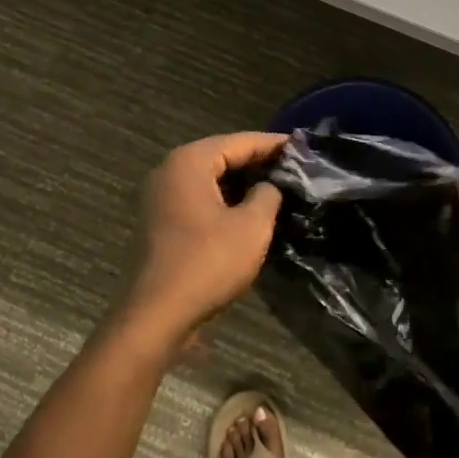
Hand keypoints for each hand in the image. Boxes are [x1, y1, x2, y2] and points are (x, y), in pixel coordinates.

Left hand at [117, 132, 286, 350]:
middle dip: (257, 161)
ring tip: (277, 187)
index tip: (303, 146)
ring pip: (209, 179)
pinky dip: (223, 200)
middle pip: (221, 156)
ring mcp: (160, 197)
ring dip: (241, 183)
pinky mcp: (160, 222)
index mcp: (190, 162)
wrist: (156, 316)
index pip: (240, 141)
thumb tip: (269, 186)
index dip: (273, 144)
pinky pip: (198, 199)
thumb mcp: (252, 227)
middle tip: (293, 167)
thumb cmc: (207, 263)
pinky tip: (248, 211)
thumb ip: (268, 195)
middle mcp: (169, 170)